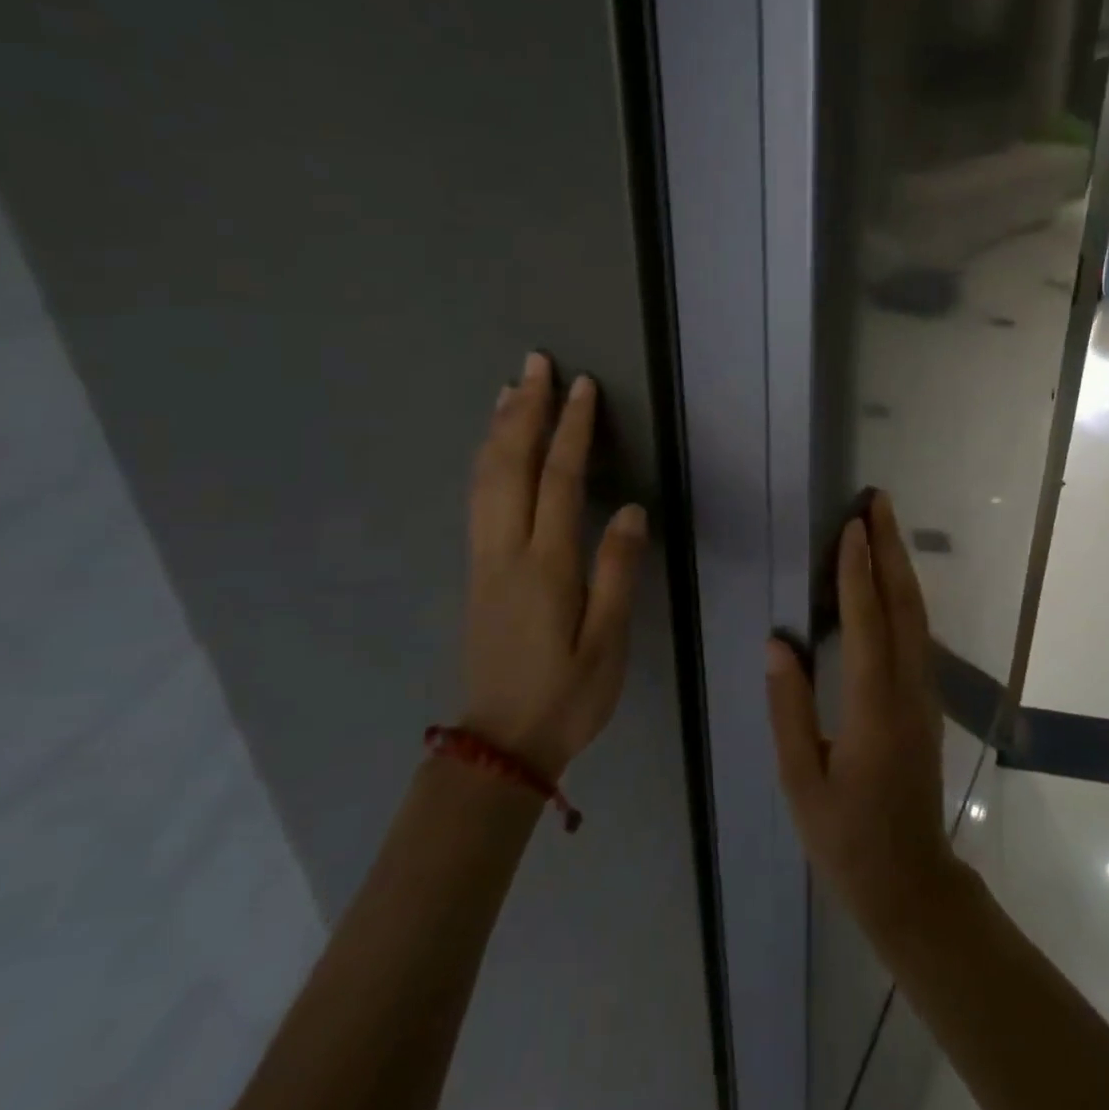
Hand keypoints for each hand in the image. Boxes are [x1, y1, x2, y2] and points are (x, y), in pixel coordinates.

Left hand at [462, 352, 647, 778]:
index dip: (571, 430)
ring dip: (499, 428)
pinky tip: (493, 447)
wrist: (499, 745)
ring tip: (510, 388)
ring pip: (485, 478)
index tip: (582, 387)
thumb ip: (618, 572)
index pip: (559, 480)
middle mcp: (507, 551)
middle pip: (510, 465)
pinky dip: (485, 460)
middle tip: (536, 364)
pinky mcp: (477, 571)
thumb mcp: (608, 643)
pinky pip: (477, 498)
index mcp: (547, 566)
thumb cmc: (567, 696)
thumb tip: (631, 510)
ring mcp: (485, 559)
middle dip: (525, 410)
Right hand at [766, 492, 961, 934]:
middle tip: (879, 501)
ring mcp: (924, 693)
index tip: (851, 526)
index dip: (858, 572)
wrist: (911, 881)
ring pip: (917, 615)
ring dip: (901, 565)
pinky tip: (892, 579)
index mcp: (873, 709)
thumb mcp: (802, 781)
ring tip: (884, 525)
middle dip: (891, 548)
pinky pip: (917, 633)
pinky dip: (905, 594)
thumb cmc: (846, 838)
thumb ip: (789, 709)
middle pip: (904, 605)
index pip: (867, 624)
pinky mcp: (927, 700)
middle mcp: (907, 690)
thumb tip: (778, 642)